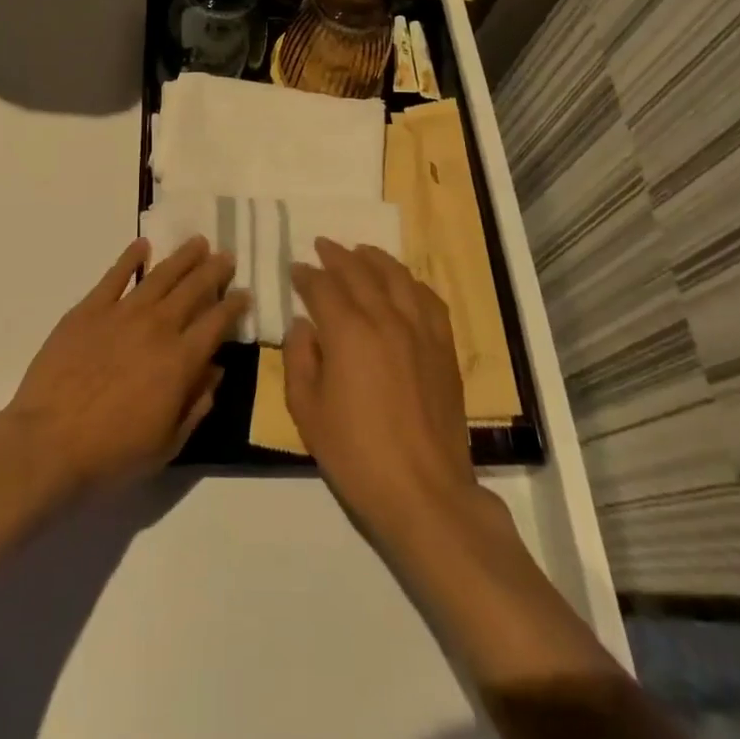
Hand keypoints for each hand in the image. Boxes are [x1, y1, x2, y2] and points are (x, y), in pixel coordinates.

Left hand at [4, 236, 246, 500]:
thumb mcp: (166, 444)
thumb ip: (196, 405)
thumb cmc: (111, 453)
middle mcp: (157, 327)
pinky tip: (142, 245)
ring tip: (197, 242)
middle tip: (226, 256)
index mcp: (181, 360)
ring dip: (182, 257)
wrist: (48, 442)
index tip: (245, 292)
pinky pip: (115, 275)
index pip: (217, 323)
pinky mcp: (89, 309)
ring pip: (160, 275)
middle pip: (193, 289)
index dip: (234, 305)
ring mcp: (122, 313)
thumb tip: (215, 371)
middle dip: (214, 270)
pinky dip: (130, 257)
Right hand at [284, 241, 476, 540]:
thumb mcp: (307, 411)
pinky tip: (403, 283)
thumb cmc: (356, 455)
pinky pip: (428, 299)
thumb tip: (304, 325)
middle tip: (322, 246)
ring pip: (397, 277)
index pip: (323, 287)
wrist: (424, 492)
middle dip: (337, 256)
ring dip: (374, 259)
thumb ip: (299, 359)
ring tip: (360, 251)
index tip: (296, 268)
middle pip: (359, 272)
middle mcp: (385, 318)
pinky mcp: (444, 347)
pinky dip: (411, 283)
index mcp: (348, 332)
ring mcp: (420, 330)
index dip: (306, 275)